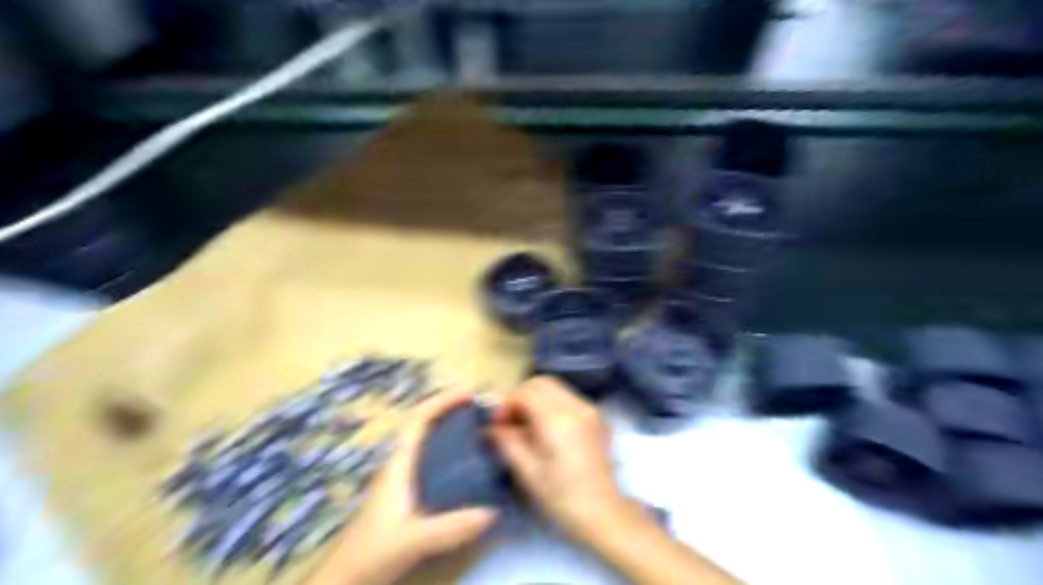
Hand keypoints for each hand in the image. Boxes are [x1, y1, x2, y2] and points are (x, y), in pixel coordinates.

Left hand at [318, 391, 494, 584]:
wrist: (345, 578)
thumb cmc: (373, 552)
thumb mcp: (413, 540)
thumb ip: (451, 527)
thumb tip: (493, 511)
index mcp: (398, 465)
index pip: (417, 420)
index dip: (441, 401)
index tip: (467, 393)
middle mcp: (397, 464)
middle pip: (420, 423)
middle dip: (445, 407)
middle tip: (476, 406)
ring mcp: (398, 478)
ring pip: (422, 439)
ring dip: (444, 424)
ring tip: (473, 425)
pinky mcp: (402, 492)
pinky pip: (425, 457)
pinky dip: (443, 446)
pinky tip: (461, 461)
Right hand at [487, 379, 626, 542]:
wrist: (605, 514)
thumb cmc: (563, 498)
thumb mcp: (529, 474)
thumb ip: (508, 443)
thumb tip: (490, 427)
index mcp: (559, 420)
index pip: (527, 392)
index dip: (506, 402)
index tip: (495, 422)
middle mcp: (577, 407)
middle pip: (542, 382)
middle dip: (520, 395)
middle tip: (508, 420)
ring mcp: (590, 410)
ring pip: (555, 388)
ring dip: (535, 398)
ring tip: (523, 424)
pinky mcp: (596, 418)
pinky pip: (567, 398)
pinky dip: (550, 404)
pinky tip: (543, 428)